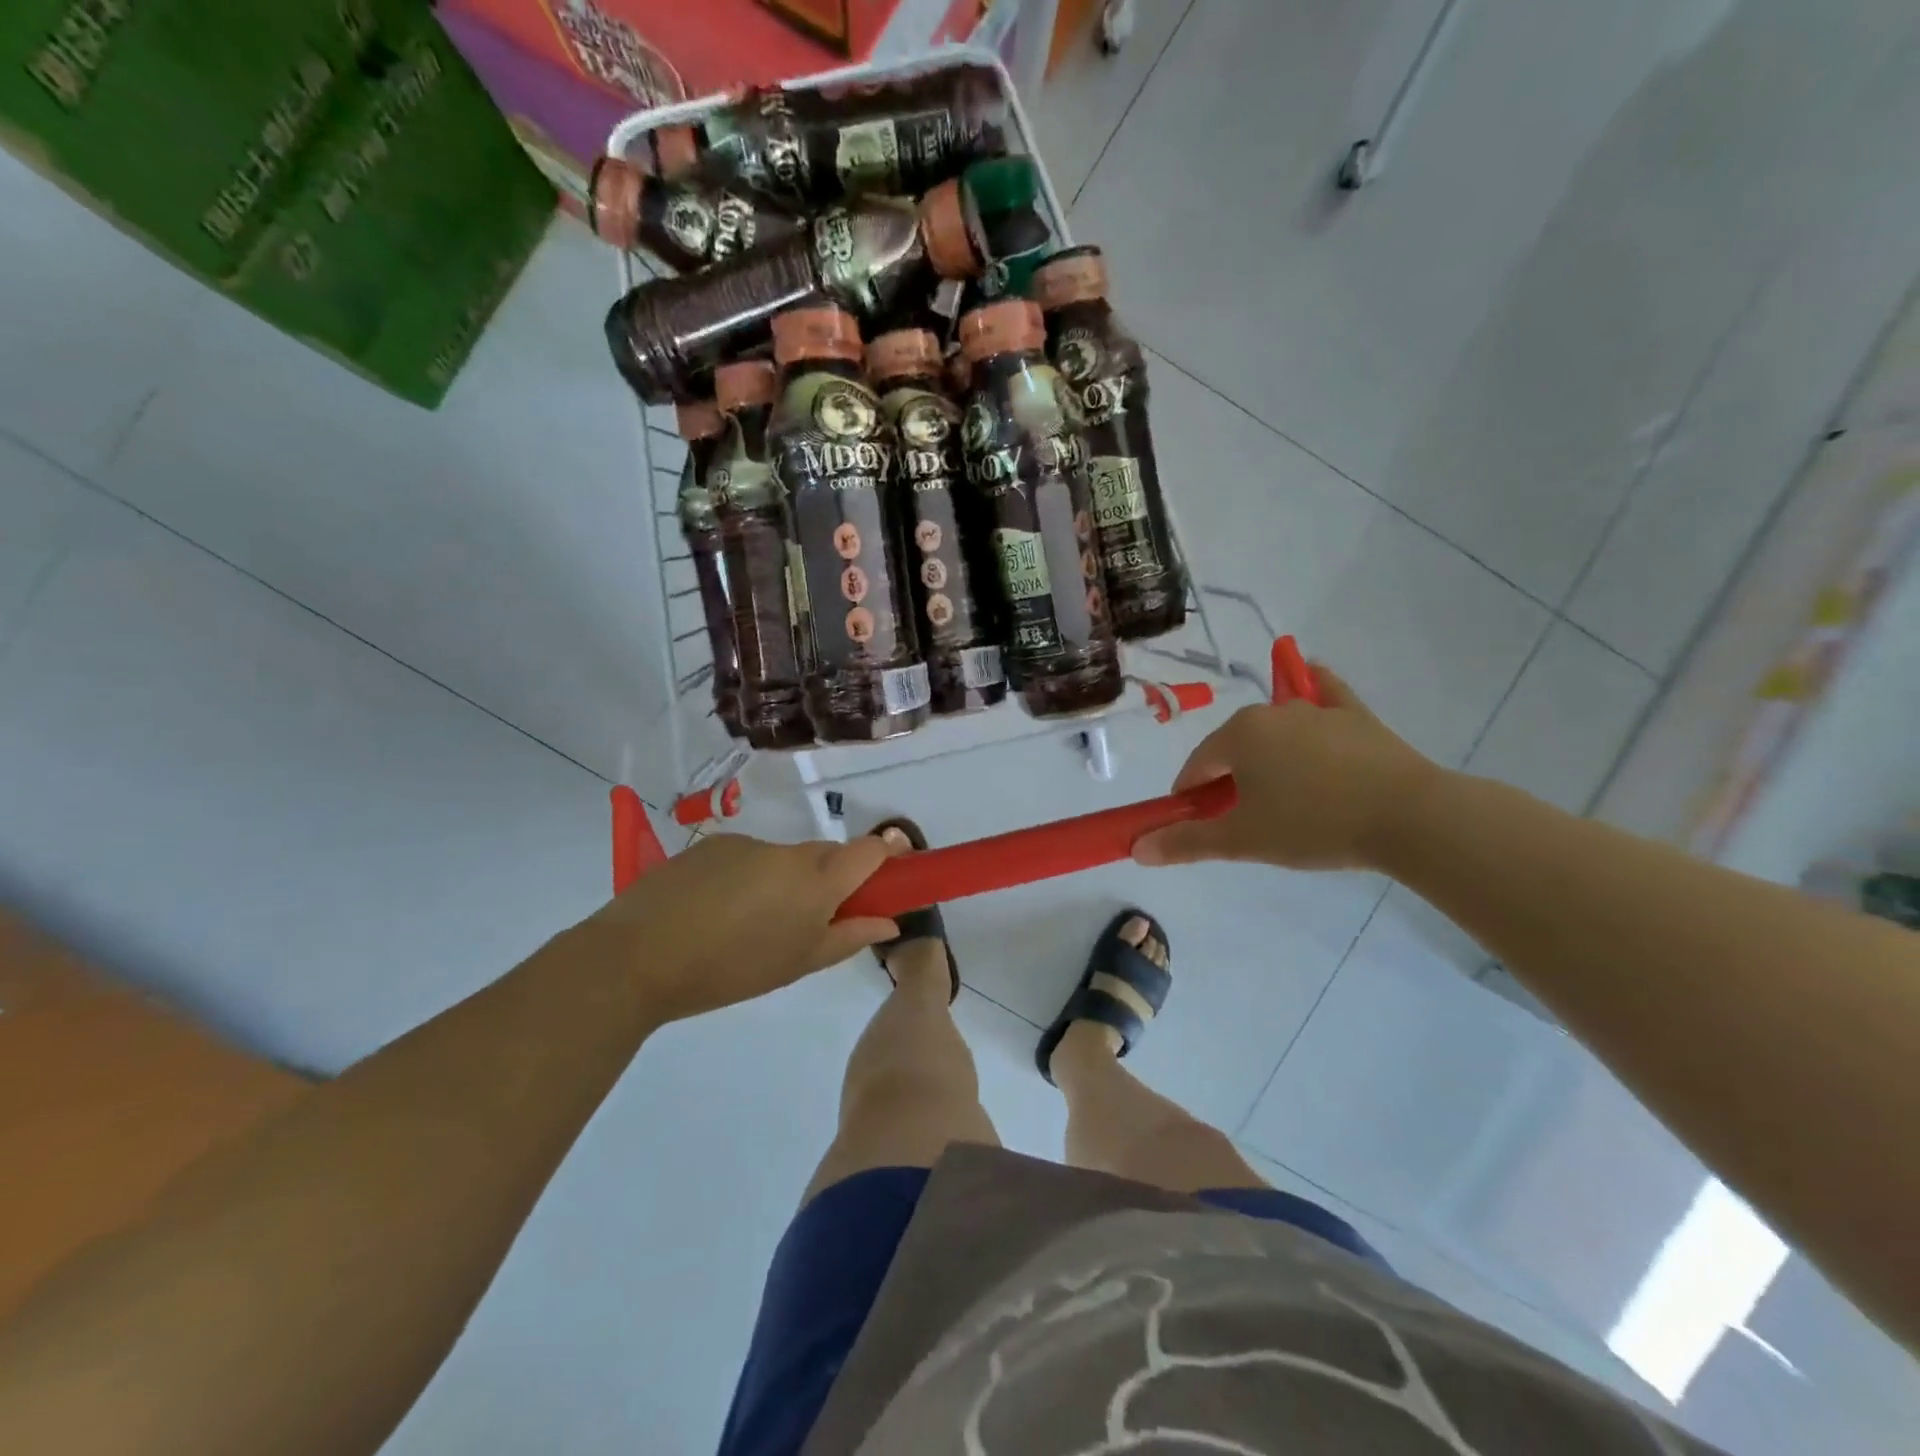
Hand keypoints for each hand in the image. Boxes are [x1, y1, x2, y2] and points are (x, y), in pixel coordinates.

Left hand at [582, 833, 896, 1023]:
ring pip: (783, 861)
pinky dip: (745, 881)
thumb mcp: (798, 962)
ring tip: (747, 927)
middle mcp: (788, 851)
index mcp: (816, 879)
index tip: (887, 879)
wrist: (638, 956)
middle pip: (826, 855)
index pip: (871, 850)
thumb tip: (889, 920)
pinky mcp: (710, 846)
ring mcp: (746, 845)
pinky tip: (714, 914)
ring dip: (781, 885)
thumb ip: (849, 936)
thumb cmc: (731, 969)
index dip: (887, 858)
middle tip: (808, 923)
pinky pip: (746, 860)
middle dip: (828, 882)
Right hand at [1133, 666, 1440, 871]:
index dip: (1190, 798)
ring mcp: (1316, 709)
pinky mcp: (1355, 715)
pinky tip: (1310, 686)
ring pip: (1274, 731)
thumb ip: (1186, 842)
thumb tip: (1137, 849)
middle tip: (1244, 821)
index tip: (1197, 827)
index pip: (1196, 768)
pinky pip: (1324, 696)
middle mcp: (1270, 712)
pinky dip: (1312, 693)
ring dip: (1265, 757)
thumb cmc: (1313, 825)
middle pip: (1233, 748)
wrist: (1409, 817)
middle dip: (1228, 780)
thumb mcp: (1243, 840)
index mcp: (1237, 735)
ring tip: (1283, 796)